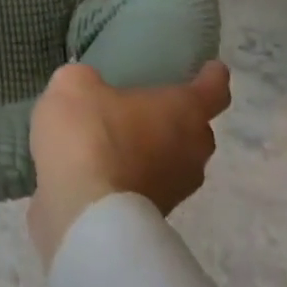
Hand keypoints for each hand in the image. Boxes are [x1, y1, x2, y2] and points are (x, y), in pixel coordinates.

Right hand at [26, 60, 231, 267]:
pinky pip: (147, 184)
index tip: (212, 68)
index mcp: (183, 111)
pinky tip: (99, 166)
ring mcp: (176, 190)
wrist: (83, 212)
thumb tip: (90, 88)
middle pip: (196, 130)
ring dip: (152, 150)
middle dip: (177, 118)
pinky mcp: (153, 217)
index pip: (213, 90)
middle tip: (147, 105)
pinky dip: (131, 174)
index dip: (212, 77)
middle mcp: (191, 151)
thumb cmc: (90, 135)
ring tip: (117, 138)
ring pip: (173, 160)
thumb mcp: (73, 85)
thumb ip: (86, 80)